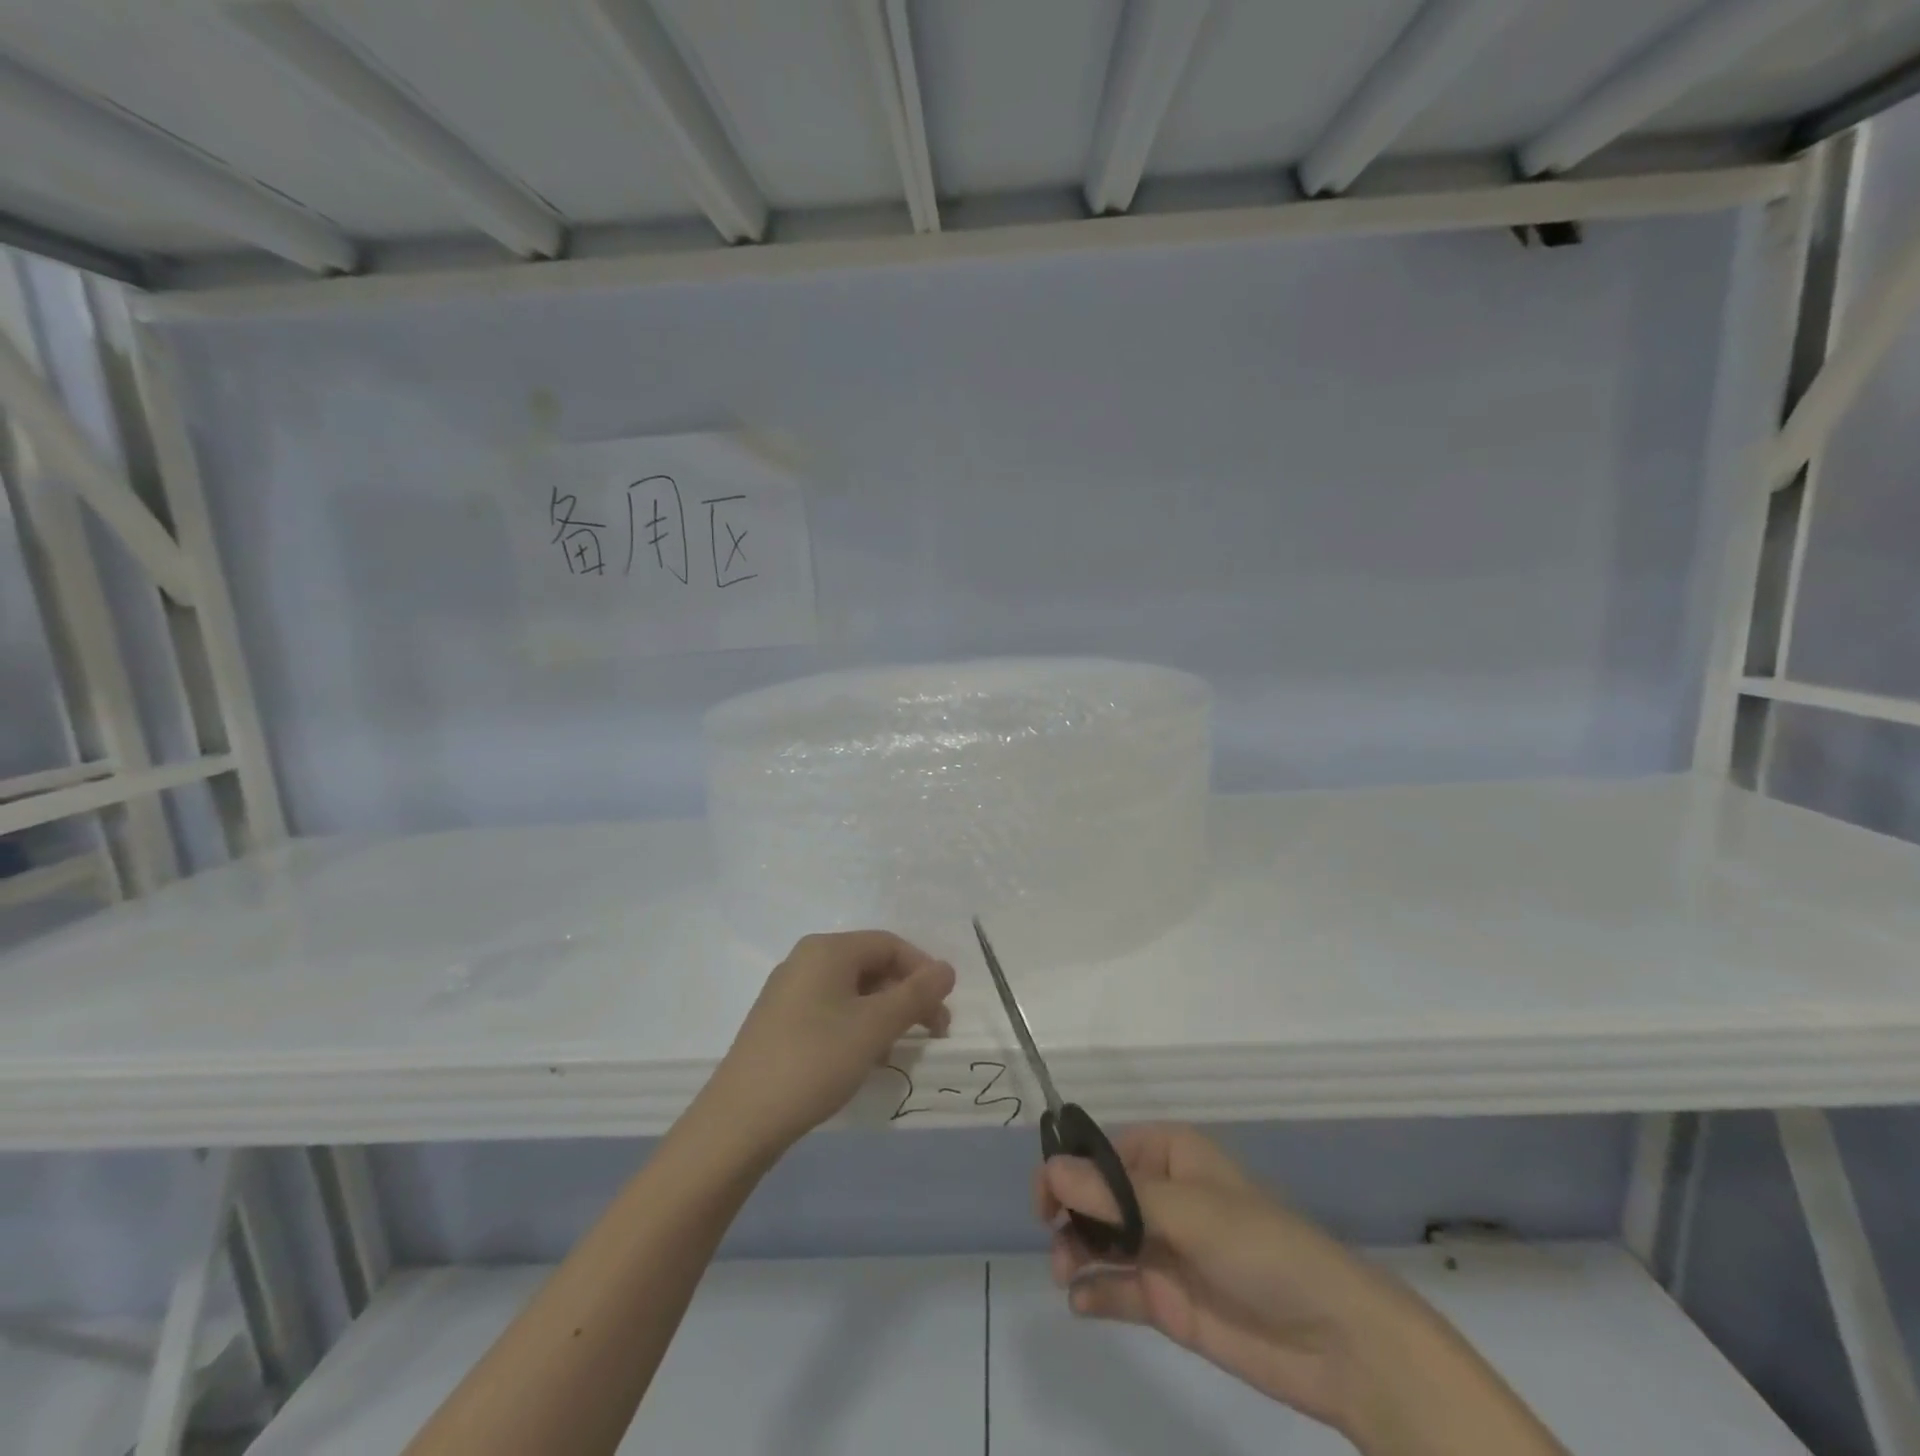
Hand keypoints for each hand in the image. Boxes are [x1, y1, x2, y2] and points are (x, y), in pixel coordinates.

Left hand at [702, 931, 954, 1154]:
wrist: (740, 1120)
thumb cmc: (815, 1060)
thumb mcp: (875, 1027)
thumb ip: (916, 994)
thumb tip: (947, 968)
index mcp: (828, 950)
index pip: (890, 944)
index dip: (923, 972)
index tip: (943, 1011)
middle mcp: (806, 960)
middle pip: (871, 965)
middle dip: (906, 995)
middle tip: (931, 1032)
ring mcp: (789, 991)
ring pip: (852, 990)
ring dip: (884, 1014)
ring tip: (898, 1051)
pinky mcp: (780, 1021)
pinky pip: (831, 1009)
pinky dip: (857, 1026)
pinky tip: (864, 1059)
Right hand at [1038, 1126, 1564, 1455]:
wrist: (1334, 1340)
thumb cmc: (1261, 1248)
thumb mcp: (1188, 1212)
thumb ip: (1116, 1196)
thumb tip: (1051, 1169)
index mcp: (1172, 1155)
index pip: (1105, 1150)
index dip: (1071, 1166)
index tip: (1044, 1194)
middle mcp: (1162, 1195)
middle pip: (1097, 1194)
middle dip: (1070, 1212)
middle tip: (1053, 1237)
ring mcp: (1163, 1248)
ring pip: (1101, 1239)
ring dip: (1076, 1251)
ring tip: (1064, 1272)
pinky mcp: (1168, 1300)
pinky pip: (1118, 1289)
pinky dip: (1094, 1292)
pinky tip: (1080, 1301)